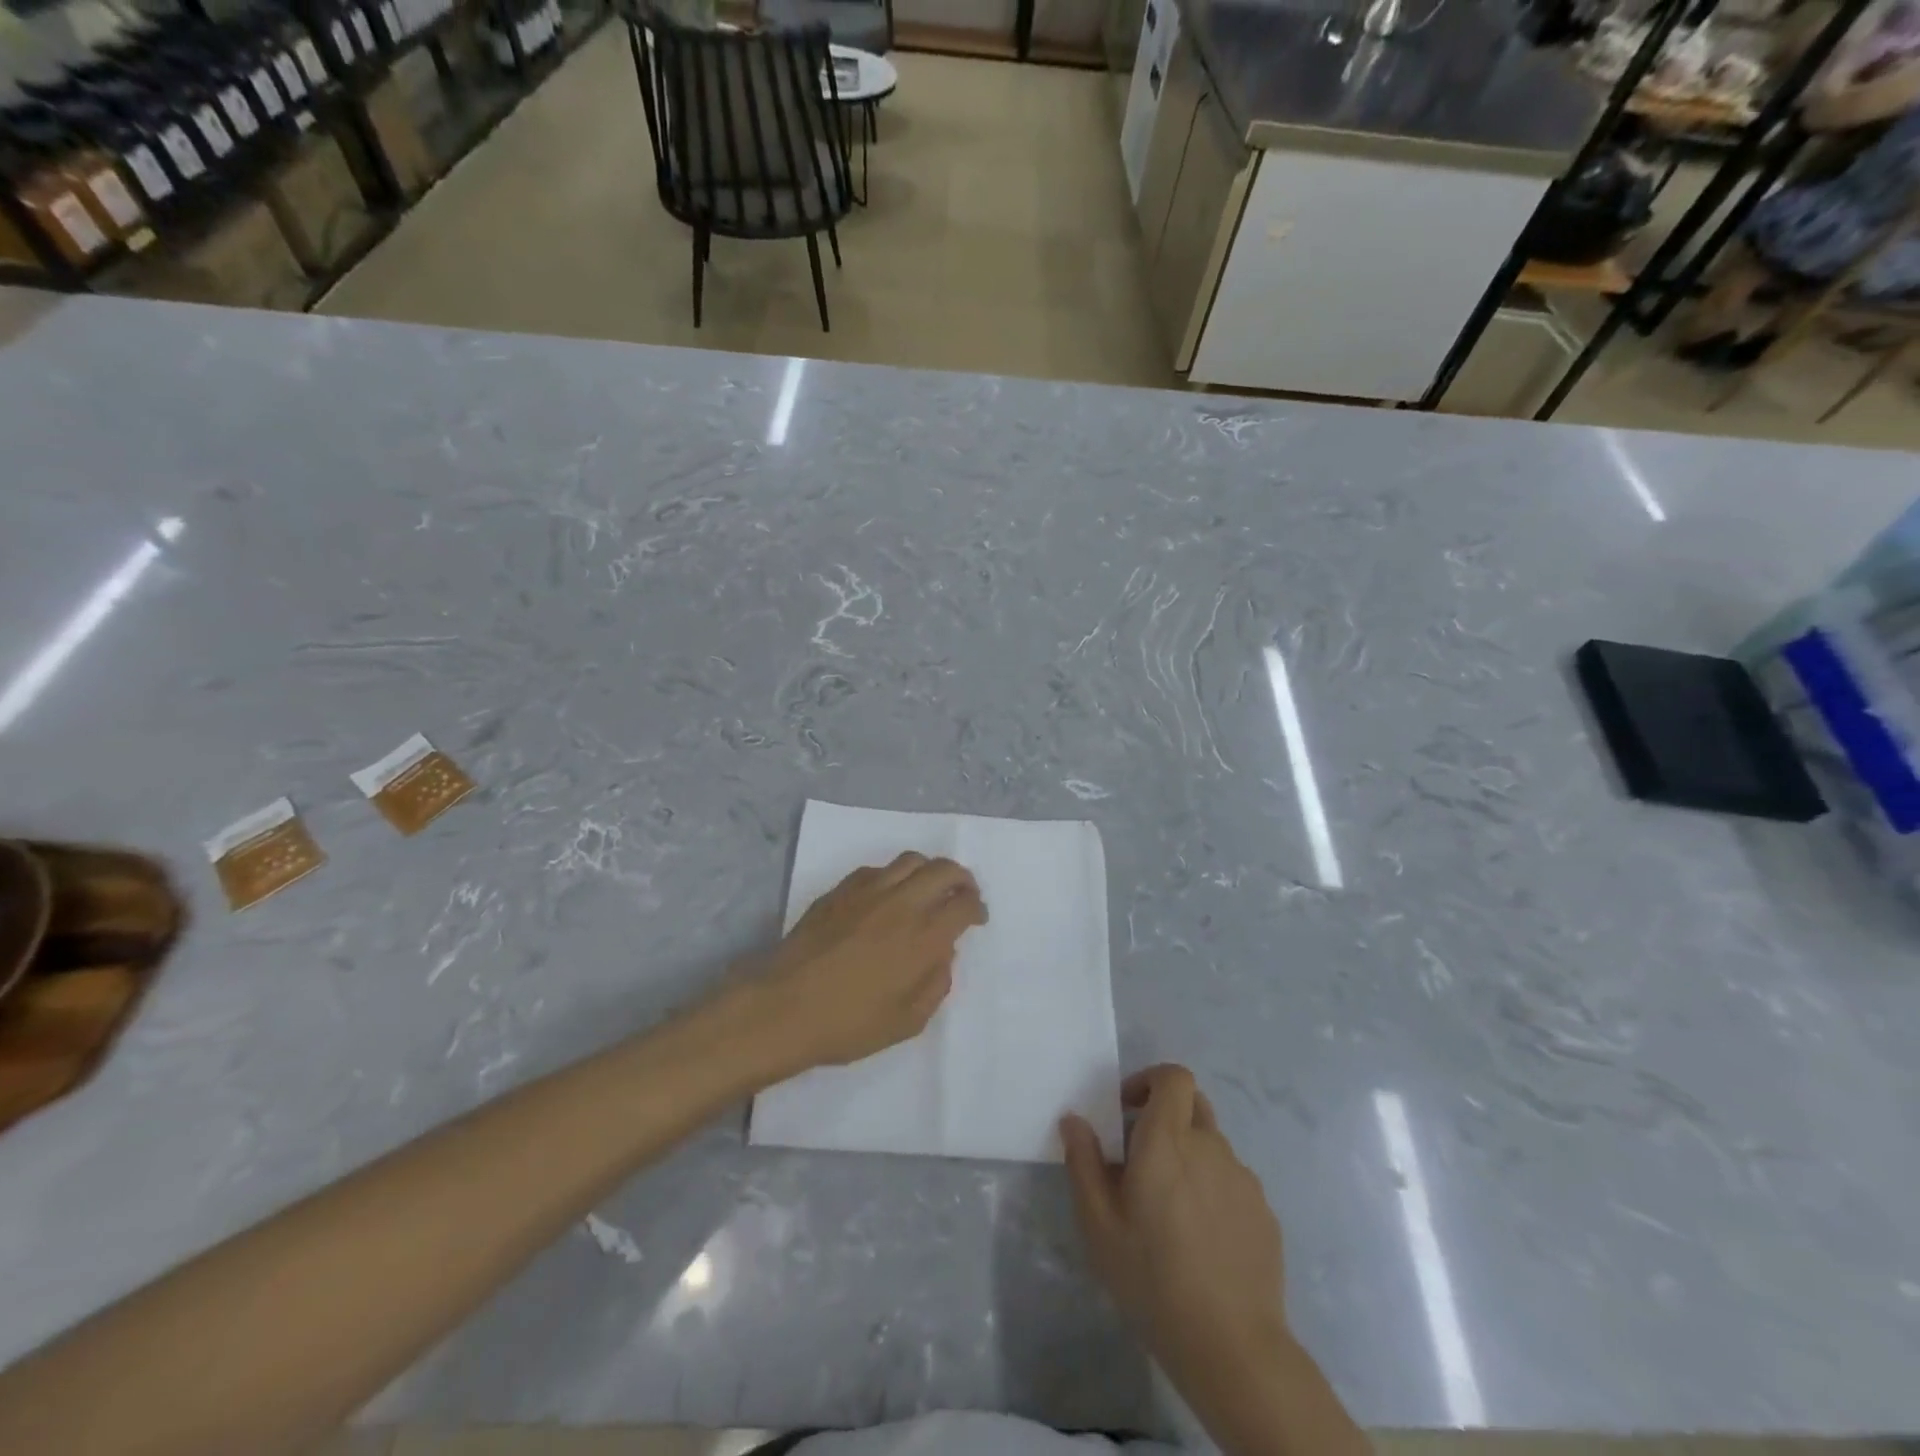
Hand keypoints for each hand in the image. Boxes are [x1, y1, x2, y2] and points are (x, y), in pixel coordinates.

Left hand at [760, 854, 985, 1069]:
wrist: (785, 1007)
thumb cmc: (850, 1023)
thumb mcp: (908, 1021)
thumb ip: (936, 983)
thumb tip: (943, 954)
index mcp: (924, 936)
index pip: (964, 904)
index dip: (977, 908)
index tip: (977, 918)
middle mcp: (902, 903)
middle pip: (944, 869)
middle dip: (962, 878)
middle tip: (962, 894)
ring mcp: (869, 891)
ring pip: (911, 860)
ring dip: (928, 870)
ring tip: (927, 889)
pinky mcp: (841, 890)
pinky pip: (877, 869)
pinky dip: (894, 876)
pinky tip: (888, 896)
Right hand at [1061, 1065, 1287, 1386]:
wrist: (1232, 1346)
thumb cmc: (1152, 1278)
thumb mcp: (1098, 1224)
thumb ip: (1083, 1162)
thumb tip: (1074, 1119)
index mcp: (1168, 1140)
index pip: (1174, 1077)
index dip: (1151, 1081)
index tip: (1128, 1110)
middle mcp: (1210, 1146)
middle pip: (1193, 1105)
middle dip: (1166, 1117)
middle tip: (1143, 1158)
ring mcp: (1243, 1179)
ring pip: (1212, 1147)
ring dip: (1189, 1158)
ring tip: (1171, 1211)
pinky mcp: (1264, 1212)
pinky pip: (1232, 1183)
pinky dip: (1213, 1192)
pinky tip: (1201, 1240)